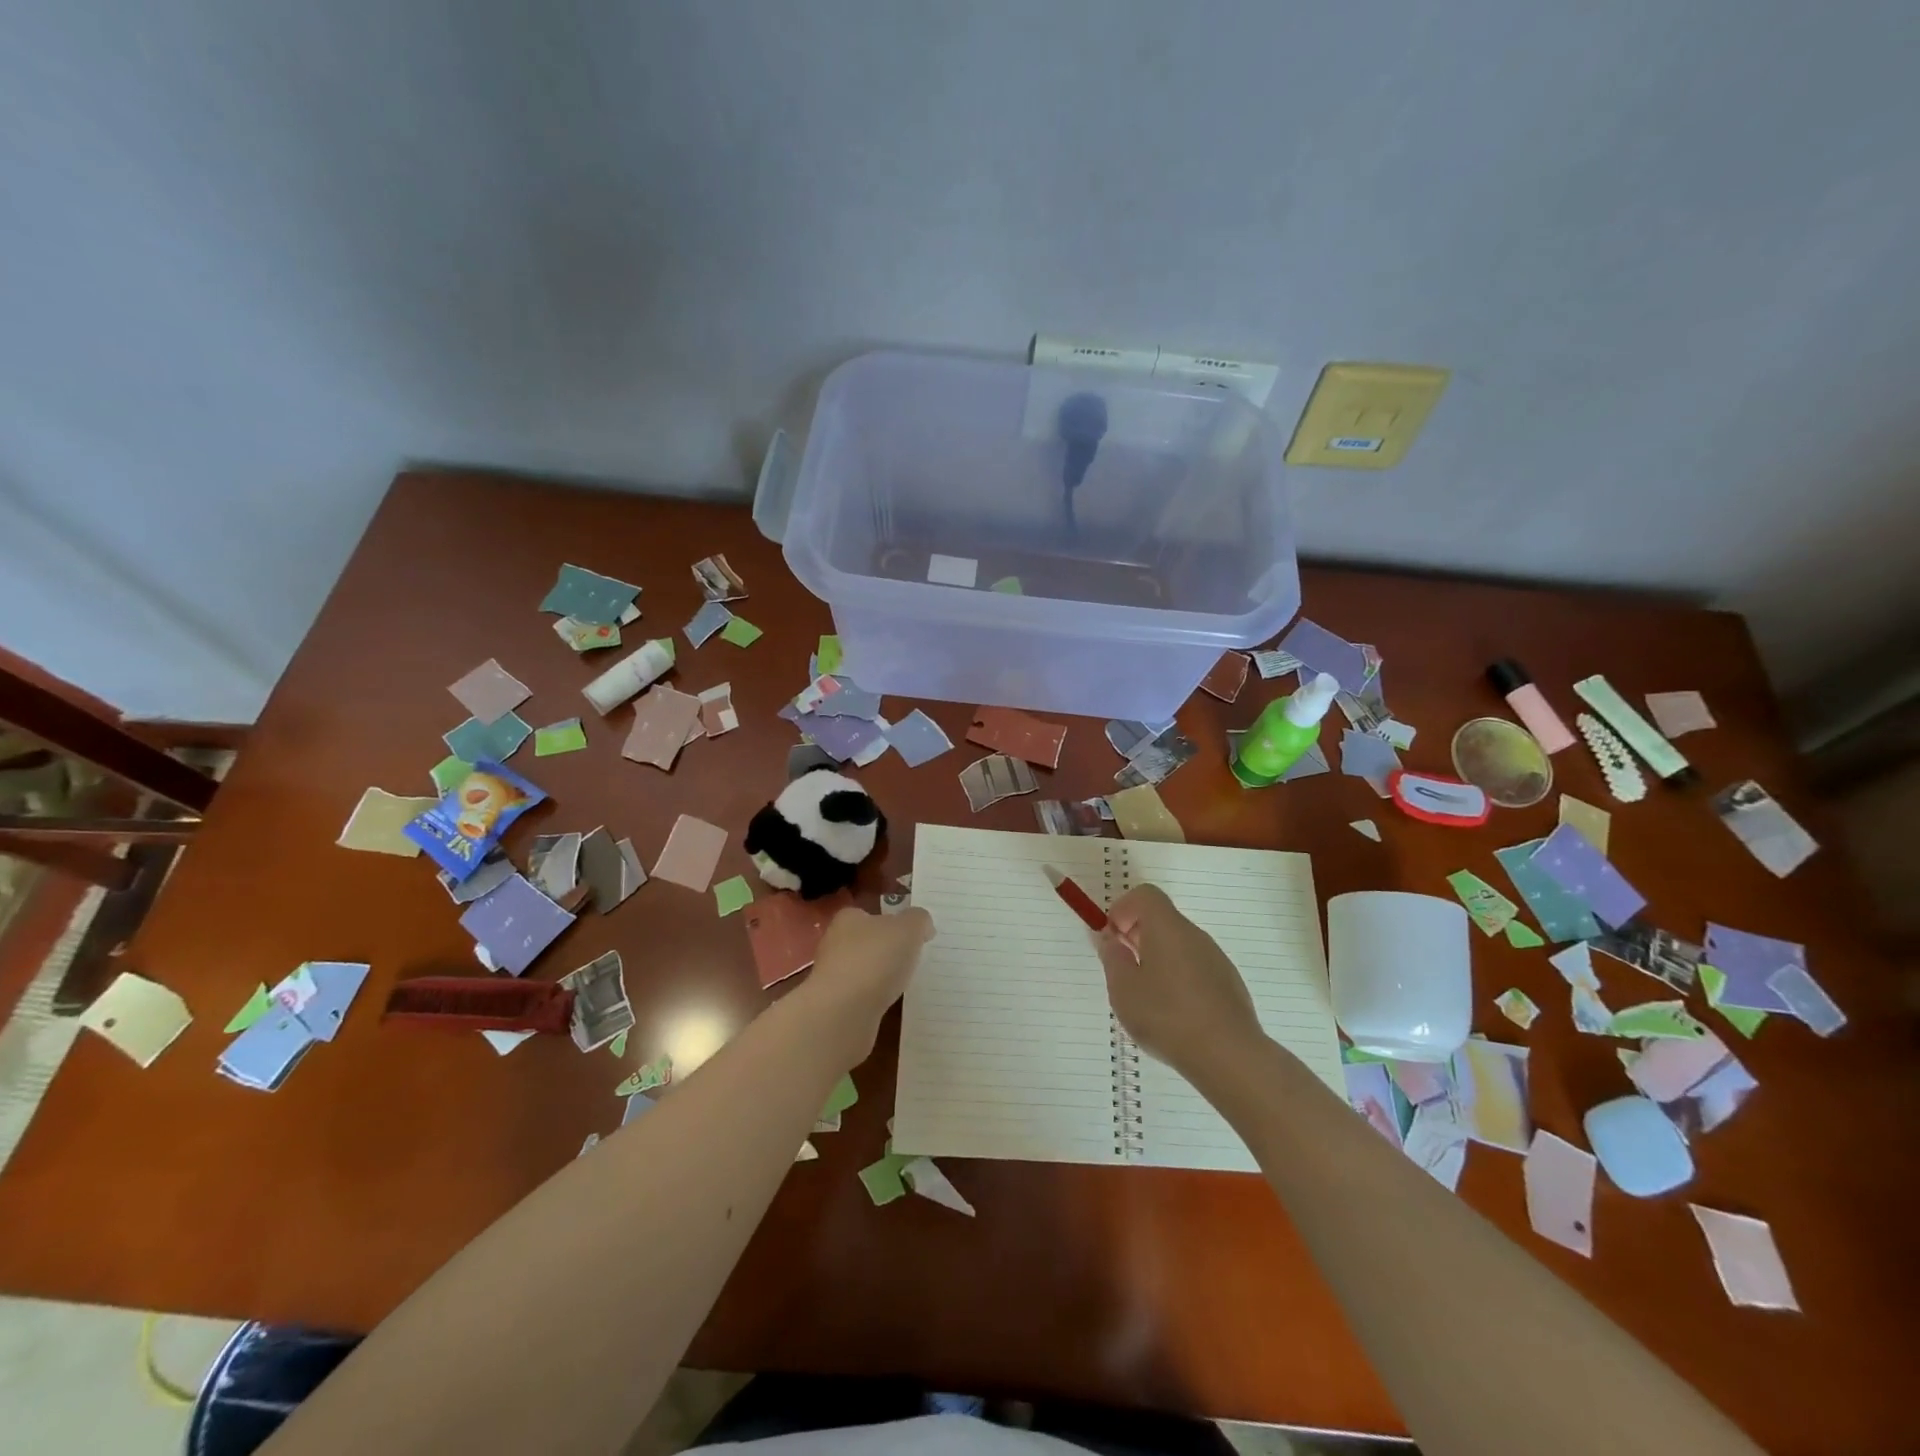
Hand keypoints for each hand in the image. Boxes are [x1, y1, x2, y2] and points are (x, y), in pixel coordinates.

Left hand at [803, 905, 933, 1061]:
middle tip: (912, 958)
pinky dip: (874, 999)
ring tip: (905, 984)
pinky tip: (889, 1005)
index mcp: (848, 919)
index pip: (869, 914)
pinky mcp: (835, 1006)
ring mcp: (832, 977)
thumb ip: (918, 920)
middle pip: (866, 942)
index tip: (911, 934)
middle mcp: (835, 944)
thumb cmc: (875, 960)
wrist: (842, 1013)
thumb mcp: (908, 929)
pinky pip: (861, 997)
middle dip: (885, 950)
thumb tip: (922, 925)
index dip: (890, 921)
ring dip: (880, 977)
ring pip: (862, 971)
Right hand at [1095, 885, 1263, 1074]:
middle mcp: (1195, 936)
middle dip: (1136, 935)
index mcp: (1168, 928)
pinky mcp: (1229, 984)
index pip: (1145, 895)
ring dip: (1157, 958)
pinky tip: (1172, 1013)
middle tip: (1122, 968)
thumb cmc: (1167, 1016)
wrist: (1229, 1056)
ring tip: (1145, 997)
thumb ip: (1113, 958)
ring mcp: (1216, 960)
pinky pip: (1195, 967)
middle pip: (1162, 919)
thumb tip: (1111, 940)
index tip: (1112, 937)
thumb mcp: (1124, 989)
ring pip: (1178, 945)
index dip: (1123, 908)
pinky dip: (1177, 977)